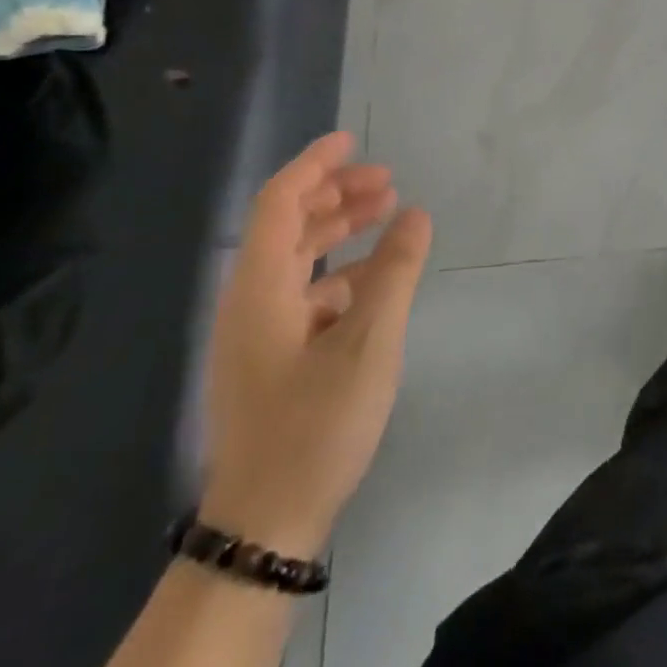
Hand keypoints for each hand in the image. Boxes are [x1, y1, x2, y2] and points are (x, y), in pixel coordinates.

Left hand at [201, 133, 431, 558]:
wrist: (265, 526)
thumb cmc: (314, 425)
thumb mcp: (369, 342)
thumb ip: (395, 272)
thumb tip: (416, 214)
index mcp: (260, 289)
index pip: (280, 202)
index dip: (314, 164)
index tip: (353, 140)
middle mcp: (250, 301)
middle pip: (288, 226)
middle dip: (336, 195)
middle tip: (387, 182)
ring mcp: (258, 333)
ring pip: (297, 260)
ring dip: (339, 231)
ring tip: (388, 217)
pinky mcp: (271, 359)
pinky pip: (305, 294)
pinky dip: (341, 273)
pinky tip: (378, 280)